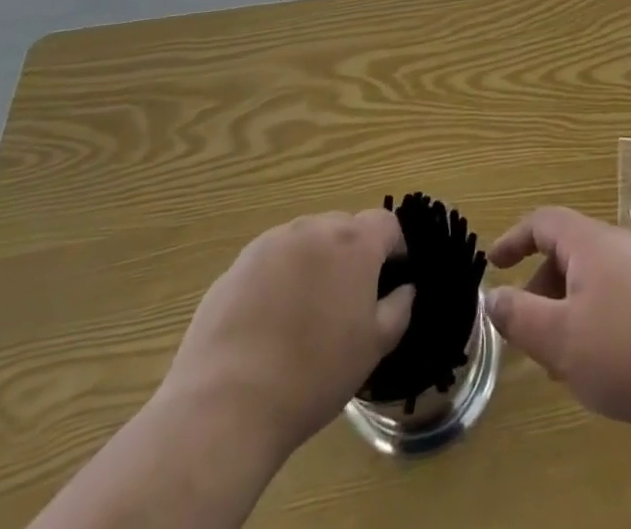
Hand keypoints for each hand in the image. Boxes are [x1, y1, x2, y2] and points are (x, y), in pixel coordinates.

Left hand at [160, 210, 413, 456]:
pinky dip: (278, 279)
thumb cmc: (314, 375)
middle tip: (347, 299)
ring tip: (304, 311)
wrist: (226, 407)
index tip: (391, 278)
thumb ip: (398, 308)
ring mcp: (270, 243)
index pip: (386, 223)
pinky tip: (268, 322)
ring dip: (314, 262)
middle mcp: (314, 229)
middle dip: (352, 253)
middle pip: (344, 227)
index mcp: (354, 242)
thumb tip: (404, 288)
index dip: (394, 247)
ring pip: (305, 241)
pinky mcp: (236, 266)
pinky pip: (270, 261)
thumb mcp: (373, 347)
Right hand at [486, 206, 630, 428]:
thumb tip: (492, 295)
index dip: (514, 238)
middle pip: (568, 250)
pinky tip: (600, 363)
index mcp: (590, 242)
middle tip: (525, 330)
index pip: (543, 222)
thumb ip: (520, 316)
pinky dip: (594, 317)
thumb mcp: (560, 339)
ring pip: (592, 277)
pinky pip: (616, 294)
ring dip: (567, 309)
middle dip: (540, 286)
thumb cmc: (625, 349)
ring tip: (560, 360)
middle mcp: (618, 244)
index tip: (493, 262)